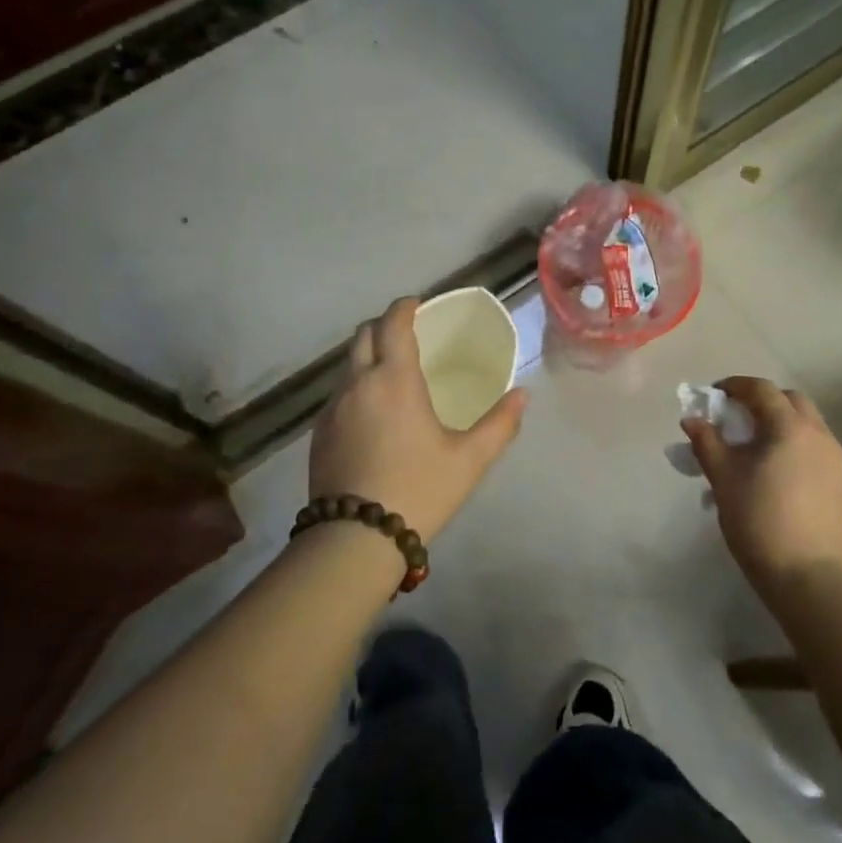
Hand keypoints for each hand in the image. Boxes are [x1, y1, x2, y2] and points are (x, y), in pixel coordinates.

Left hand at [309, 297, 528, 542]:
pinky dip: (355, 387)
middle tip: (406, 334)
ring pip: (347, 366)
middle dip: (383, 326)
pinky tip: (371, 413)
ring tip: (390, 374)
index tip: (417, 304)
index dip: (404, 307)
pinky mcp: (318, 434)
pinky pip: (337, 395)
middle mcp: (358, 384)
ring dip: (367, 357)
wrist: (355, 538)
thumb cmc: (419, 489)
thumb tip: (522, 395)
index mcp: (395, 379)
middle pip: (363, 336)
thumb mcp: (469, 459)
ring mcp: (332, 409)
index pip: (393, 324)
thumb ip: (499, 424)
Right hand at [682, 376, 841, 601]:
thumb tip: (692, 419)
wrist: (808, 577)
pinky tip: (775, 470)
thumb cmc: (759, 521)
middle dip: (761, 400)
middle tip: (735, 418)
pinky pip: (815, 447)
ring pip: (806, 423)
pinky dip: (793, 444)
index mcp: (790, 427)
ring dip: (779, 422)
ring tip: (753, 446)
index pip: (761, 389)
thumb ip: (707, 442)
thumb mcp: (723, 479)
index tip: (713, 396)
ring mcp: (835, 459)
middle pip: (790, 400)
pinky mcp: (841, 482)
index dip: (735, 386)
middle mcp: (819, 434)